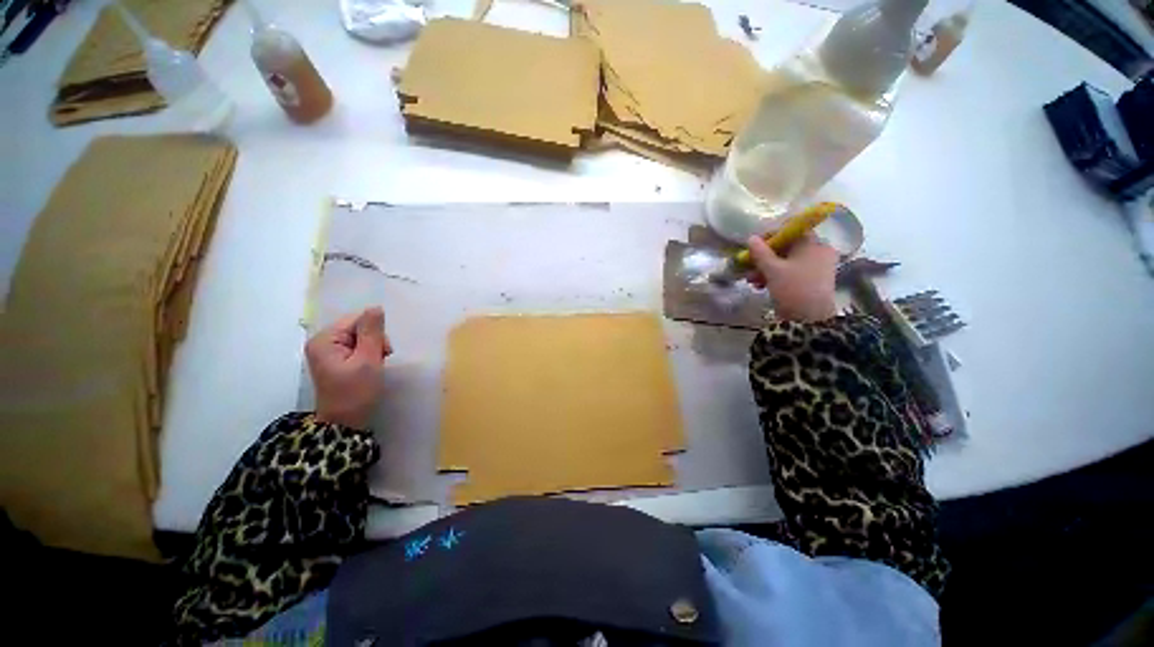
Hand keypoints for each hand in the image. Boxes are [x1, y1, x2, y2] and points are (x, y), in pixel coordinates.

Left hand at [306, 307, 391, 428]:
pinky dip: (368, 355)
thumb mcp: (368, 360)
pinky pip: (357, 347)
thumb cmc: (356, 392)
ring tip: (376, 366)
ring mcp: (328, 351)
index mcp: (325, 339)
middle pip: (358, 327)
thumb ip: (373, 332)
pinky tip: (370, 367)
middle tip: (381, 359)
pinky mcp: (335, 360)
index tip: (383, 351)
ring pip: (361, 337)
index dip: (375, 332)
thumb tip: (376, 307)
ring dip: (374, 349)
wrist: (345, 422)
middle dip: (375, 341)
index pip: (357, 320)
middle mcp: (322, 342)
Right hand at [747, 235, 838, 322]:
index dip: (771, 235)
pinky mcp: (811, 281)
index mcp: (814, 244)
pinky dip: (775, 276)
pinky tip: (760, 285)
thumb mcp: (772, 269)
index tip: (755, 246)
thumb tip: (751, 238)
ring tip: (751, 280)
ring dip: (766, 268)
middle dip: (765, 256)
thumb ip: (760, 252)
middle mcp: (818, 252)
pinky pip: (791, 272)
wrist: (809, 319)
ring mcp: (816, 267)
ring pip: (787, 261)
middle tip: (749, 265)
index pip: (791, 230)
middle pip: (787, 247)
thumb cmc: (793, 288)